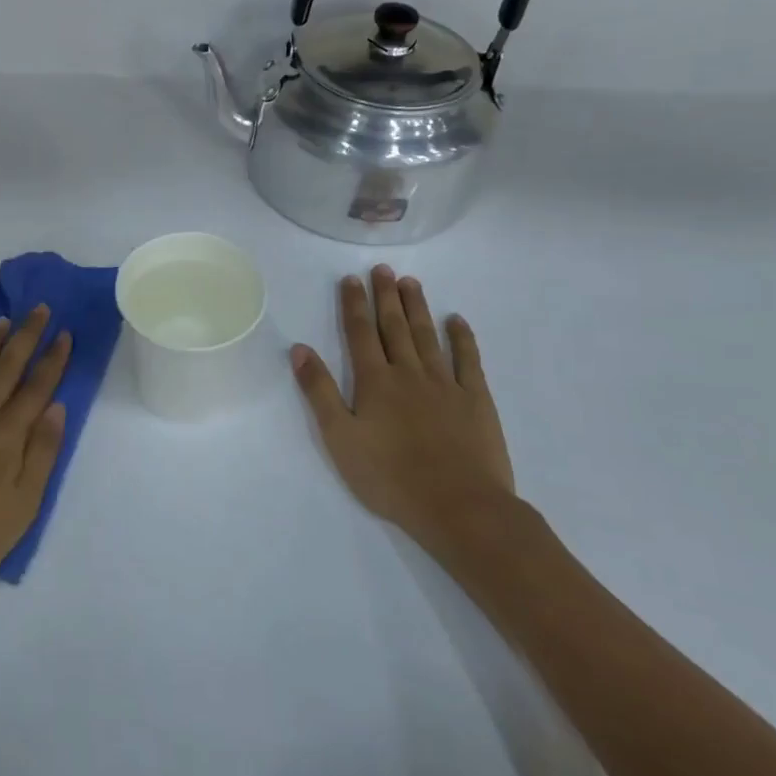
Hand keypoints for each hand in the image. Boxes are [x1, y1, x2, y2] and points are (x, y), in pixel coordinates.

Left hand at [0, 305, 71, 609]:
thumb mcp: (23, 507)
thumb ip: (42, 453)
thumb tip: (57, 407)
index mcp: (6, 435)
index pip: (36, 387)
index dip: (52, 359)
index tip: (64, 333)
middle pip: (6, 366)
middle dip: (26, 336)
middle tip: (38, 309)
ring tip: (4, 322)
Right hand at [290, 267, 515, 564]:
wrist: (459, 507)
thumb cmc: (390, 477)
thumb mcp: (339, 438)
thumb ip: (319, 391)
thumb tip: (299, 349)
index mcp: (374, 381)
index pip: (359, 333)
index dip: (354, 304)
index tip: (352, 279)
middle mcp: (408, 373)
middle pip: (394, 327)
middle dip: (386, 296)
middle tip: (383, 269)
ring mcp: (446, 384)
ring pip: (427, 336)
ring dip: (418, 307)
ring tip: (411, 282)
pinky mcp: (476, 400)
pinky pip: (469, 360)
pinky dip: (462, 338)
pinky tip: (457, 320)